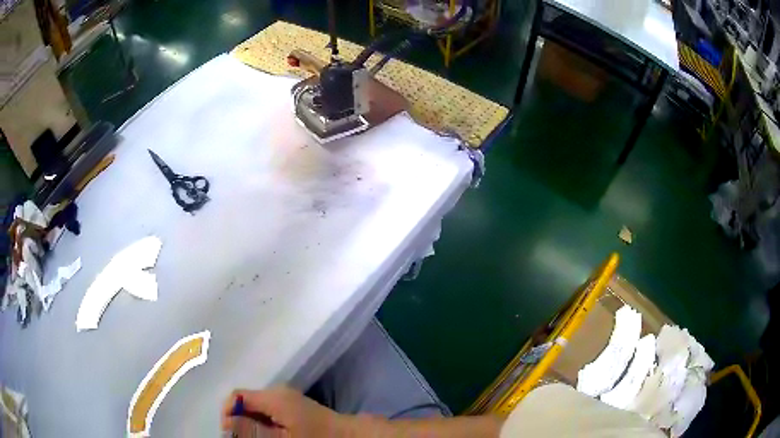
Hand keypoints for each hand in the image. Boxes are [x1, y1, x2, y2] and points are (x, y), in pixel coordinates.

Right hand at [222, 386, 351, 436]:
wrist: (347, 435)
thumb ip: (253, 430)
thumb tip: (227, 421)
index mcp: (273, 396)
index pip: (237, 395)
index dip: (227, 412)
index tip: (228, 432)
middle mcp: (277, 392)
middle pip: (245, 401)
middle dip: (238, 419)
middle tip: (240, 437)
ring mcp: (285, 397)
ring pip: (255, 407)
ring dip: (249, 422)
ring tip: (253, 437)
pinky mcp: (291, 405)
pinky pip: (267, 411)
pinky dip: (261, 422)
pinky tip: (267, 434)